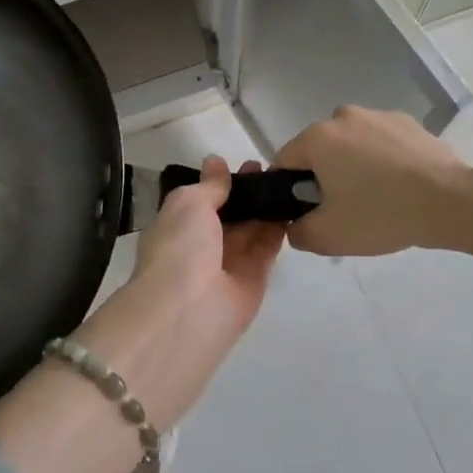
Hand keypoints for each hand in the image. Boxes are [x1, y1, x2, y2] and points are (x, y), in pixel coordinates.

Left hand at [73, 158, 285, 426]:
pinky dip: (279, 229)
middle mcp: (201, 246)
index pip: (202, 201)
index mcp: (177, 227)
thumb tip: (215, 162)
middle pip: (230, 215)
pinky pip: (267, 249)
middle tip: (274, 169)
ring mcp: (228, 265)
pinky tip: (295, 205)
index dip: (223, 182)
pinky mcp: (253, 281)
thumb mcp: (188, 203)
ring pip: (251, 230)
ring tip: (289, 181)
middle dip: (248, 192)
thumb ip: (209, 185)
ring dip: (266, 207)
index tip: (247, 164)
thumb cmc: (180, 247)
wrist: (189, 310)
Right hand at [274, 106, 472, 256]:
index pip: (285, 162)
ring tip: (377, 198)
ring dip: (354, 166)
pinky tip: (400, 186)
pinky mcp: (408, 122)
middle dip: (323, 176)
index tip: (306, 212)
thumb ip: (298, 232)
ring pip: (351, 145)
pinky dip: (383, 160)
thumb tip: (296, 224)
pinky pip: (381, 143)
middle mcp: (343, 116)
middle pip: (319, 150)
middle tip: (343, 210)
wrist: (450, 202)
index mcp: (318, 137)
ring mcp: (379, 115)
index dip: (288, 190)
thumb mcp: (328, 236)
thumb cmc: (380, 214)